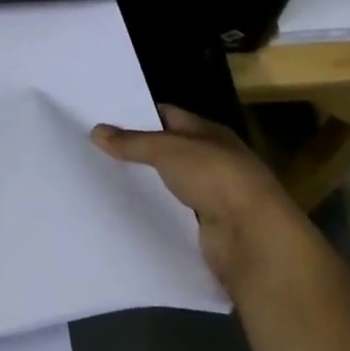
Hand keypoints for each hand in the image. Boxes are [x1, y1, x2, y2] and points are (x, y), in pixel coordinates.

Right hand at [93, 106, 304, 296]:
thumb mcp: (168, 150)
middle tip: (96, 149)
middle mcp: (212, 159)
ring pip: (170, 183)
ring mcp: (212, 195)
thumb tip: (96, 131)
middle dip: (137, 150)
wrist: (253, 236)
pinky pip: (174, 212)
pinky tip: (127, 211)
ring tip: (103, 179)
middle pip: (168, 150)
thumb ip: (132, 142)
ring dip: (146, 182)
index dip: (139, 114)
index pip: (168, 115)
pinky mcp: (207, 227)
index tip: (105, 118)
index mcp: (209, 132)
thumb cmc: (215, 178)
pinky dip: (155, 211)